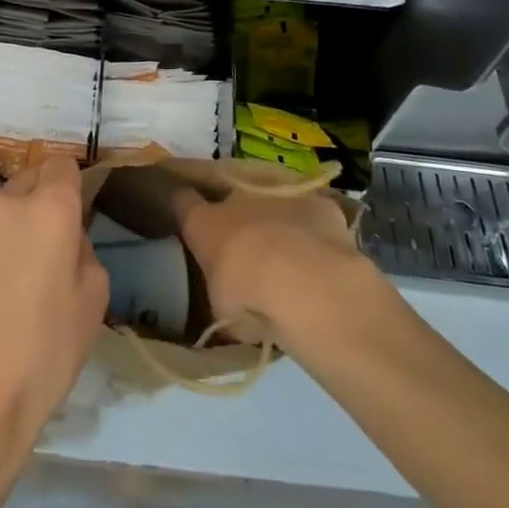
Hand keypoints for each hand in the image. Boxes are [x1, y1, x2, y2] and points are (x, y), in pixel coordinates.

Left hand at [0, 157, 107, 454]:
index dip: (73, 184)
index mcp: (48, 208)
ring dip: (13, 228)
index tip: (77, 213)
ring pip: (1, 212)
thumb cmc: (47, 350)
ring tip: (18, 279)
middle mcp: (4, 205)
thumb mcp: (93, 299)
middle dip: (43, 202)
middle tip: (52, 249)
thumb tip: (66, 239)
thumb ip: (84, 250)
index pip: (62, 164)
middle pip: (29, 181)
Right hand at [175, 183, 384, 345]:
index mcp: (204, 223)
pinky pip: (313, 215)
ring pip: (273, 205)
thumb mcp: (223, 311)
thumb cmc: (247, 295)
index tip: (187, 213)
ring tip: (292, 258)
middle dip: (239, 221)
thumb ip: (225, 299)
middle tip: (250, 251)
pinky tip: (325, 257)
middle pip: (232, 201)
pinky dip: (316, 232)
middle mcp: (236, 200)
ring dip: (277, 226)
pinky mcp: (318, 204)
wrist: (300, 280)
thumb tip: (234, 310)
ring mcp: (278, 196)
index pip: (183, 201)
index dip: (185, 206)